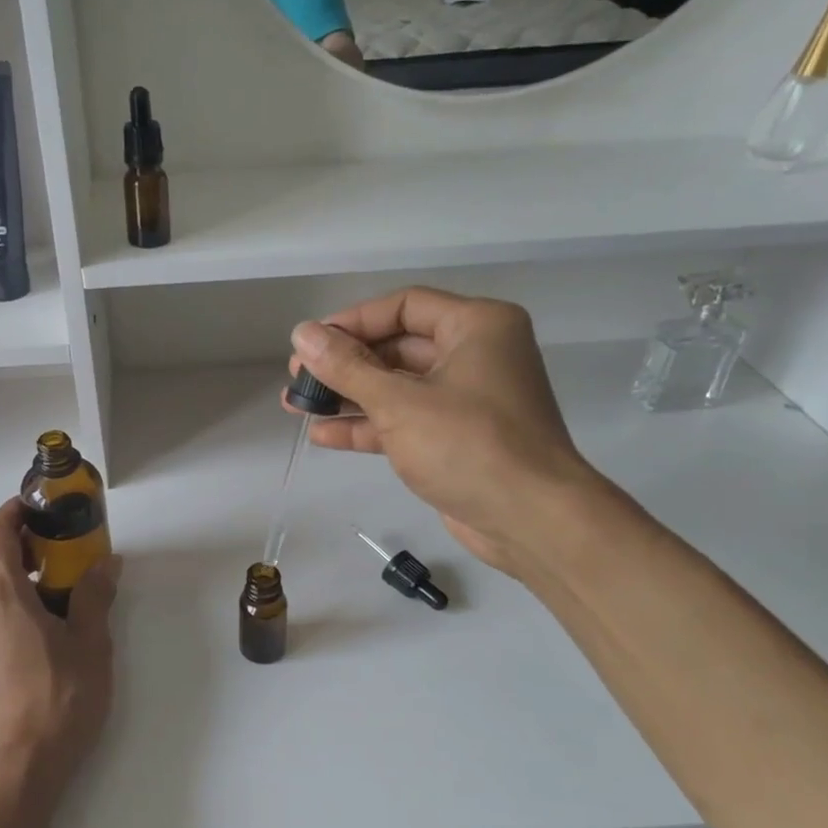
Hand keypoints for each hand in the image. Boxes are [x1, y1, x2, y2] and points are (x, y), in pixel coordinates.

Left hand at [0, 499, 120, 799]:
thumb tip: (105, 563)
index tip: (44, 509)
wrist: (14, 771)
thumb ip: (94, 596)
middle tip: (63, 547)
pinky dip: (9, 602)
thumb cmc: (56, 700)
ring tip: (59, 588)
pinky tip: (42, 627)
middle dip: (23, 543)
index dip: (16, 511)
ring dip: (17, 574)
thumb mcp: (89, 644)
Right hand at [286, 288, 609, 576]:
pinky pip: (405, 420)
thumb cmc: (469, 445)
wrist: (531, 520)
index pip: (403, 307)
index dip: (352, 322)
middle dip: (344, 364)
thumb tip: (301, 334)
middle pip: (397, 347)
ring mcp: (466, 399)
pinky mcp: (456, 438)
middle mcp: (475, 354)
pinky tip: (323, 434)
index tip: (309, 342)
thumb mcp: (399, 402)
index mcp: (477, 326)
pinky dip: (368, 426)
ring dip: (348, 396)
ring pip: (397, 387)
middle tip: (298, 376)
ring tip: (297, 404)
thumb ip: (346, 367)